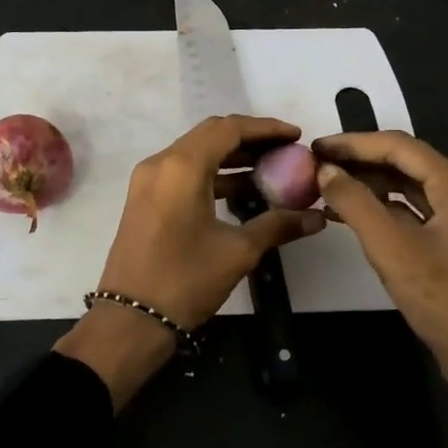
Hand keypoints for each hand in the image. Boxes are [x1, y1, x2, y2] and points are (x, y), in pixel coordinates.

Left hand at [55, 116, 325, 407]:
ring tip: (271, 170)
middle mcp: (161, 163)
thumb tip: (317, 217)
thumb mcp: (237, 251)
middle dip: (250, 139)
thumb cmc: (185, 280)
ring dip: (232, 158)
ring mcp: (148, 180)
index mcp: (182, 166)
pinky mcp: (145, 198)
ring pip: (196, 153)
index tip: (296, 136)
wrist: (130, 319)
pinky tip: (242, 192)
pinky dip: (213, 174)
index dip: (266, 128)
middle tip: (286, 150)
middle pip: (211, 135)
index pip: (229, 128)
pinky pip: (183, 172)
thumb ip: (277, 225)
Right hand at [313, 130, 447, 447]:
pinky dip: (389, 210)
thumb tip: (325, 169)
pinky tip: (359, 216)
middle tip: (318, 166)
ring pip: (414, 189)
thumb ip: (355, 203)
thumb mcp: (392, 249)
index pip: (399, 146)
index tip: (315, 146)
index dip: (353, 143)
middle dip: (362, 162)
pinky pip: (421, 213)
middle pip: (409, 164)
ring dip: (374, 186)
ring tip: (331, 188)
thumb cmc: (445, 302)